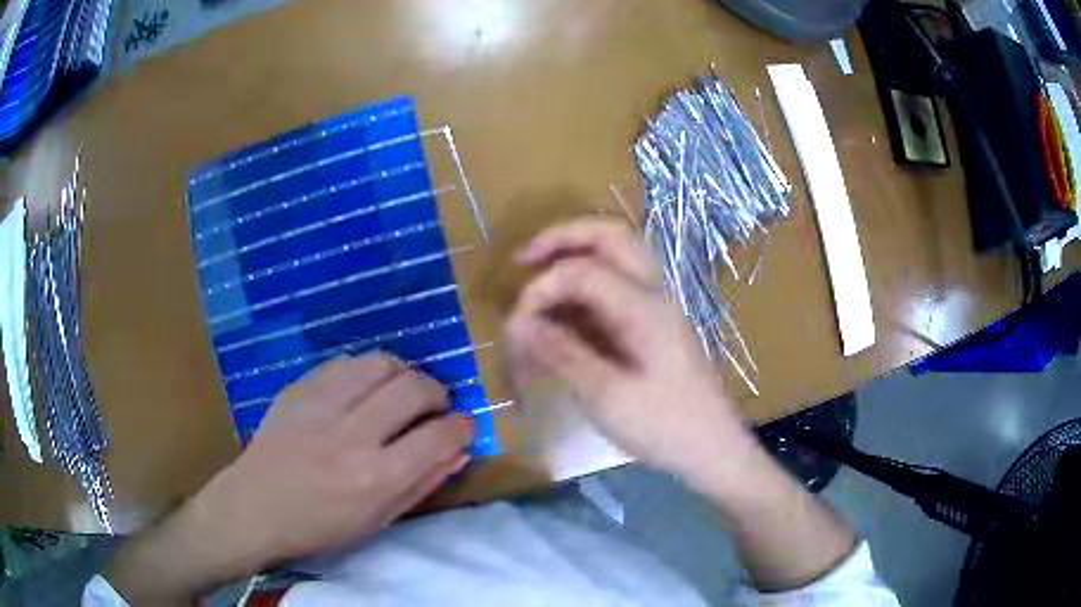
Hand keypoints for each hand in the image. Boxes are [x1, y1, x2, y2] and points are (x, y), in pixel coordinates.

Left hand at [106, 354, 473, 602]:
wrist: (255, 505)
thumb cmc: (320, 526)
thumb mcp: (377, 520)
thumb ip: (422, 483)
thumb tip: (458, 450)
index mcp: (376, 478)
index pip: (440, 436)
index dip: (462, 426)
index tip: (462, 426)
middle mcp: (353, 434)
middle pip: (415, 388)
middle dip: (437, 394)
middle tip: (434, 407)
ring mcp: (323, 404)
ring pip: (383, 363)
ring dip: (404, 375)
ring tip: (401, 392)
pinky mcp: (301, 387)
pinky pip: (348, 362)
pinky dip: (368, 372)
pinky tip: (365, 389)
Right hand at [504, 218, 748, 486]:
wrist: (713, 449)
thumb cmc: (665, 427)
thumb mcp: (607, 396)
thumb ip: (562, 354)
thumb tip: (518, 324)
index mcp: (644, 307)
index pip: (582, 270)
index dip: (542, 288)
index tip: (516, 326)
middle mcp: (654, 294)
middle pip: (611, 236)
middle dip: (563, 238)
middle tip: (524, 259)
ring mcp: (658, 307)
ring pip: (617, 257)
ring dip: (576, 257)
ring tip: (539, 282)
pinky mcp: (655, 325)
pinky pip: (618, 287)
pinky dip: (586, 288)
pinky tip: (565, 316)